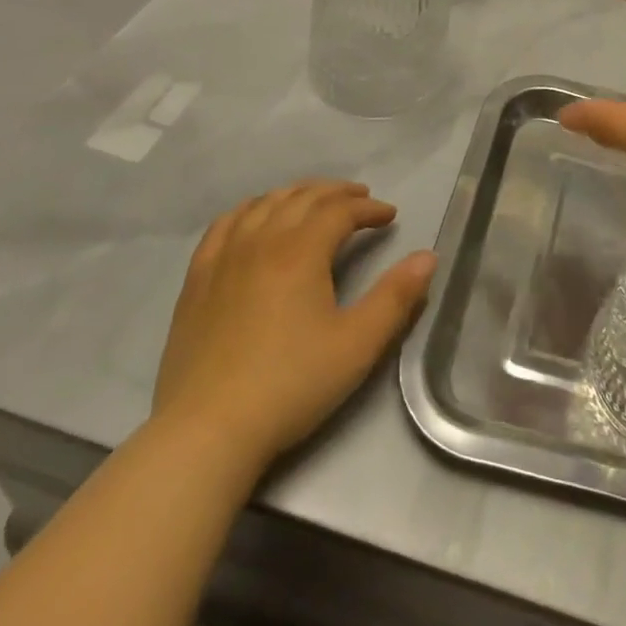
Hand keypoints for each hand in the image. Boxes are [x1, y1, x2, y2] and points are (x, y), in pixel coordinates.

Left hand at [150, 180, 436, 478]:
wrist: (206, 432)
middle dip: (337, 192)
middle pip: (302, 197)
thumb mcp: (358, 344)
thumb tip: (428, 257)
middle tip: (361, 198)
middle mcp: (261, 241)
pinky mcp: (196, 281)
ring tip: (315, 201)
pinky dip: (249, 210)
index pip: (340, 210)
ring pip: (264, 204)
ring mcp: (223, 258)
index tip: (390, 217)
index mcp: (301, 251)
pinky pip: (224, 225)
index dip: (369, 208)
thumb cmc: (290, 385)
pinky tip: (255, 217)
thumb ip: (396, 297)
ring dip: (296, 194)